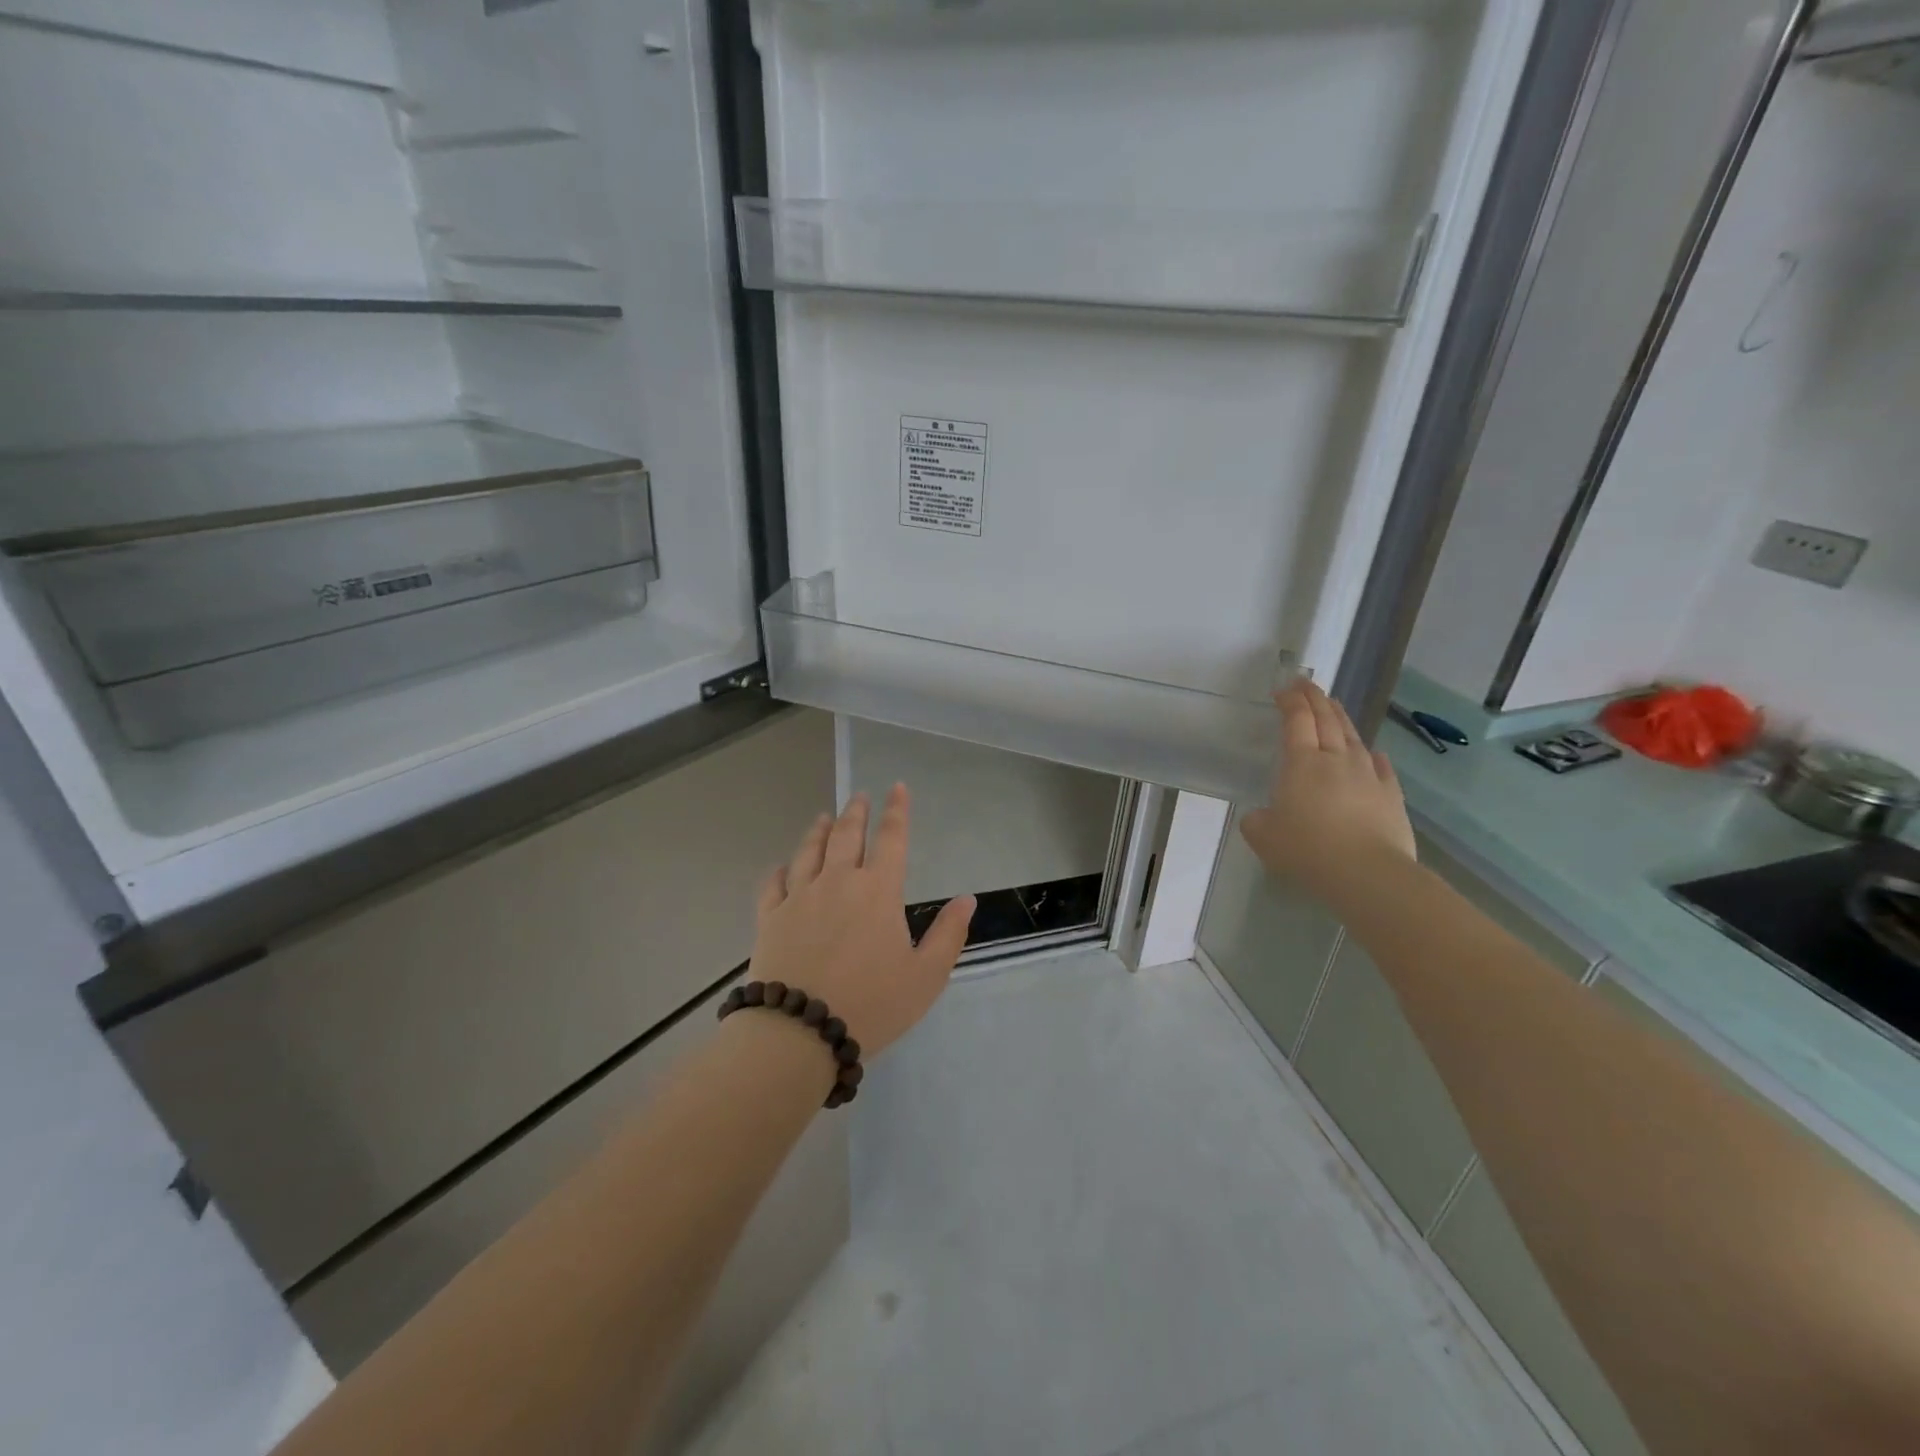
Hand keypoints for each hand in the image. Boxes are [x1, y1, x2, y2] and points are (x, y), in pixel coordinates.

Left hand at [748, 785, 974, 1059]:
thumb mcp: (926, 976)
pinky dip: (780, 869)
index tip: (897, 787)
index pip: (891, 839)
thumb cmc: (872, 1004)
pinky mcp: (770, 918)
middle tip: (859, 797)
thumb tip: (967, 899)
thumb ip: (948, 934)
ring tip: (823, 818)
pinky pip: (774, 883)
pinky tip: (782, 866)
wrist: (799, 1031)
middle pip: (846, 835)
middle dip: (856, 812)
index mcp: (878, 891)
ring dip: (818, 831)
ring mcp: (799, 897)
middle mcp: (837, 882)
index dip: (897, 810)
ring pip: (808, 851)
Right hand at [1241, 681, 1415, 909]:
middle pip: (1326, 719)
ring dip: (1341, 718)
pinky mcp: (1391, 795)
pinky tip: (1373, 753)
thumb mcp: (1263, 837)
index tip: (1283, 689)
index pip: (1296, 720)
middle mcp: (1336, 759)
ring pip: (1353, 737)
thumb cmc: (1308, 850)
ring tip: (1334, 707)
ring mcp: (1368, 775)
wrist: (1368, 873)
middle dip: (1314, 698)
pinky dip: (1373, 755)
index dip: (1289, 701)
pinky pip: (1381, 767)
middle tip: (1306, 684)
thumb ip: (1257, 820)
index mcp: (1301, 763)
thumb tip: (1262, 816)